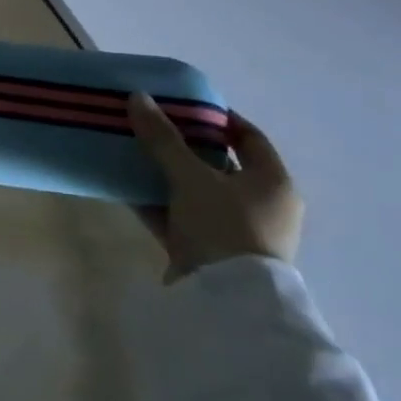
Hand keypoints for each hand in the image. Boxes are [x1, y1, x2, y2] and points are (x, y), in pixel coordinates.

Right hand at [126, 93, 303, 280]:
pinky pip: (182, 218)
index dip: (218, 118)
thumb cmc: (223, 228)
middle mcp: (262, 206)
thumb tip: (138, 97)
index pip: (249, 137)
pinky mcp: (210, 253)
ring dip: (167, 175)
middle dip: (183, 146)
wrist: (225, 304)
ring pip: (196, 193)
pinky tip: (127, 188)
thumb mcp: (191, 178)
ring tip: (133, 153)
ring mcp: (236, 233)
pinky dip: (159, 203)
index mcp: (273, 183)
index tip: (183, 105)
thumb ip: (163, 139)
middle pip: (219, 165)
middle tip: (151, 127)